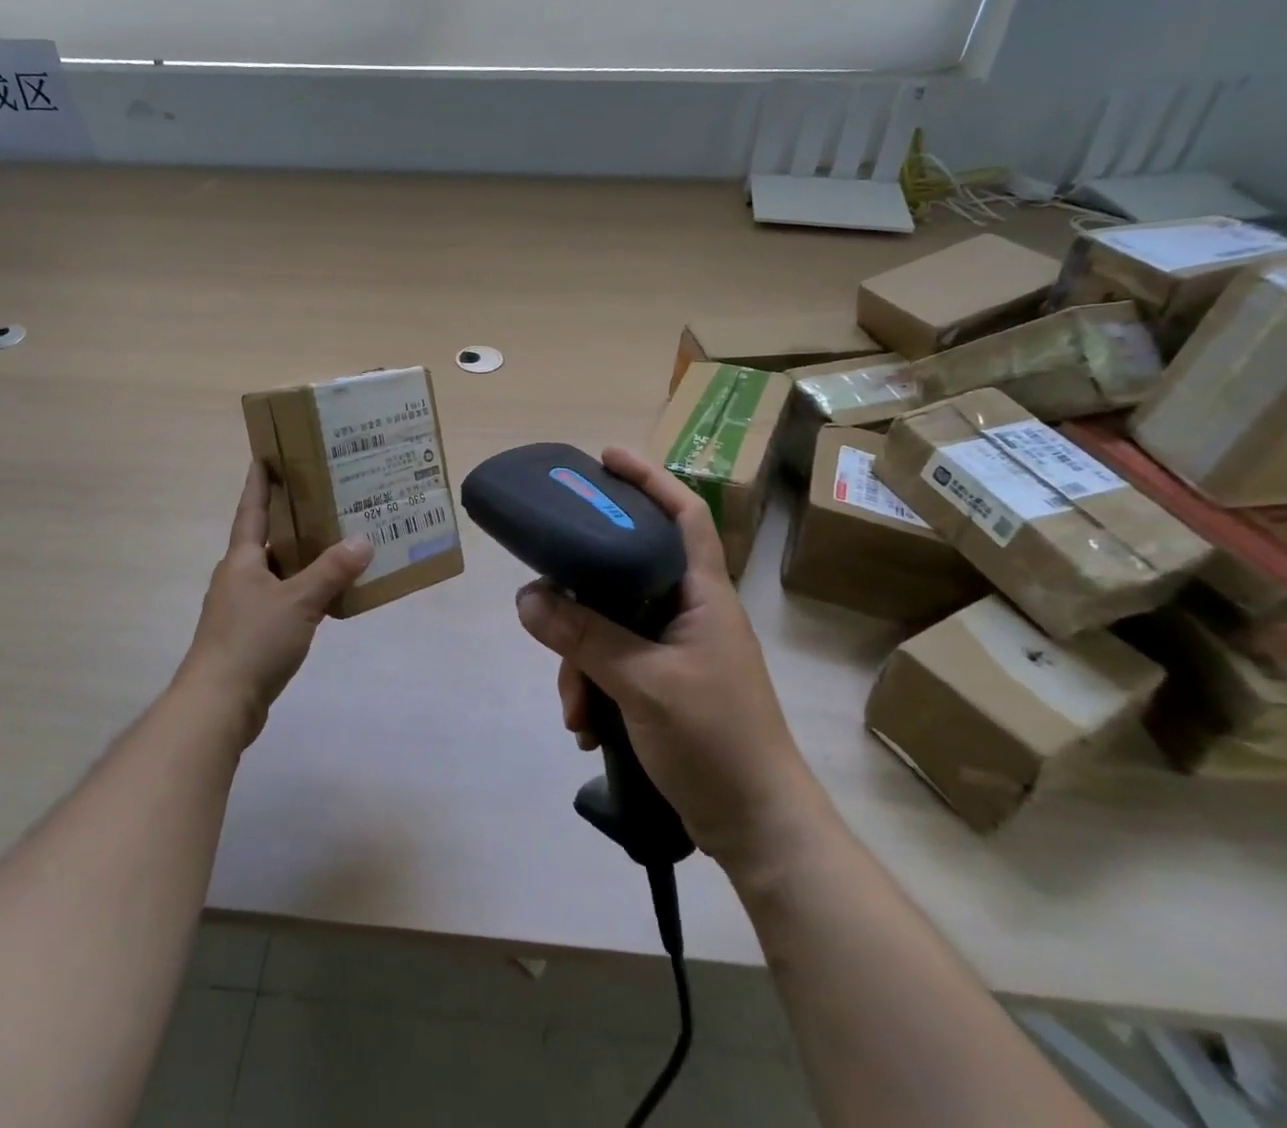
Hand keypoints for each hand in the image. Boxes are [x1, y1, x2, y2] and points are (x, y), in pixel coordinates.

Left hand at [174, 462, 372, 746]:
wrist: (218, 704)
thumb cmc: (253, 641)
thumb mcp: (299, 601)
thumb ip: (331, 570)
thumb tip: (363, 539)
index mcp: (242, 560)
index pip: (251, 510)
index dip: (259, 482)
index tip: (266, 455)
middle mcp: (238, 577)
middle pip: (266, 539)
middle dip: (291, 519)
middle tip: (324, 498)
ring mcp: (241, 608)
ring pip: (276, 572)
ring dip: (301, 558)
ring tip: (335, 544)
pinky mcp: (249, 635)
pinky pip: (281, 600)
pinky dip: (302, 591)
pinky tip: (326, 596)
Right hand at [515, 446, 808, 862]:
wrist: (759, 830)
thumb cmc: (717, 741)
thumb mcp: (643, 684)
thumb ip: (585, 638)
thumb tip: (527, 597)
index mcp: (703, 595)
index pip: (684, 515)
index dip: (649, 479)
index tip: (605, 458)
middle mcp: (690, 612)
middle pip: (626, 573)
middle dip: (582, 600)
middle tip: (547, 605)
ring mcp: (677, 651)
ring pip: (611, 627)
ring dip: (582, 663)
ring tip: (575, 711)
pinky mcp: (664, 685)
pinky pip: (614, 666)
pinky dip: (594, 690)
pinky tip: (587, 728)